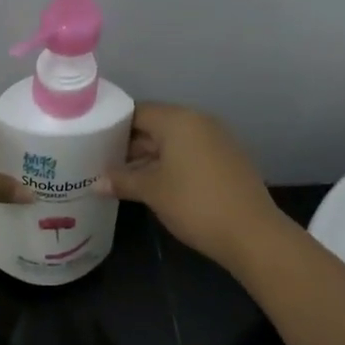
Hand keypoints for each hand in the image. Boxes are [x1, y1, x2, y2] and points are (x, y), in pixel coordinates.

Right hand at [102, 104, 285, 269]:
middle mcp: (199, 122)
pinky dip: (170, 166)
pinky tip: (153, 186)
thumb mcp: (152, 191)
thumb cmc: (194, 203)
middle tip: (102, 163)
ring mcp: (217, 141)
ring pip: (173, 142)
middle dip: (130, 145)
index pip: (137, 112)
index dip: (113, 126)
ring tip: (122, 178)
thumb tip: (96, 182)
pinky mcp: (227, 161)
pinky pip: (190, 155)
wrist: (250, 232)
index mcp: (179, 120)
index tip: (93, 143)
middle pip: (156, 126)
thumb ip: (122, 180)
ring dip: (149, 158)